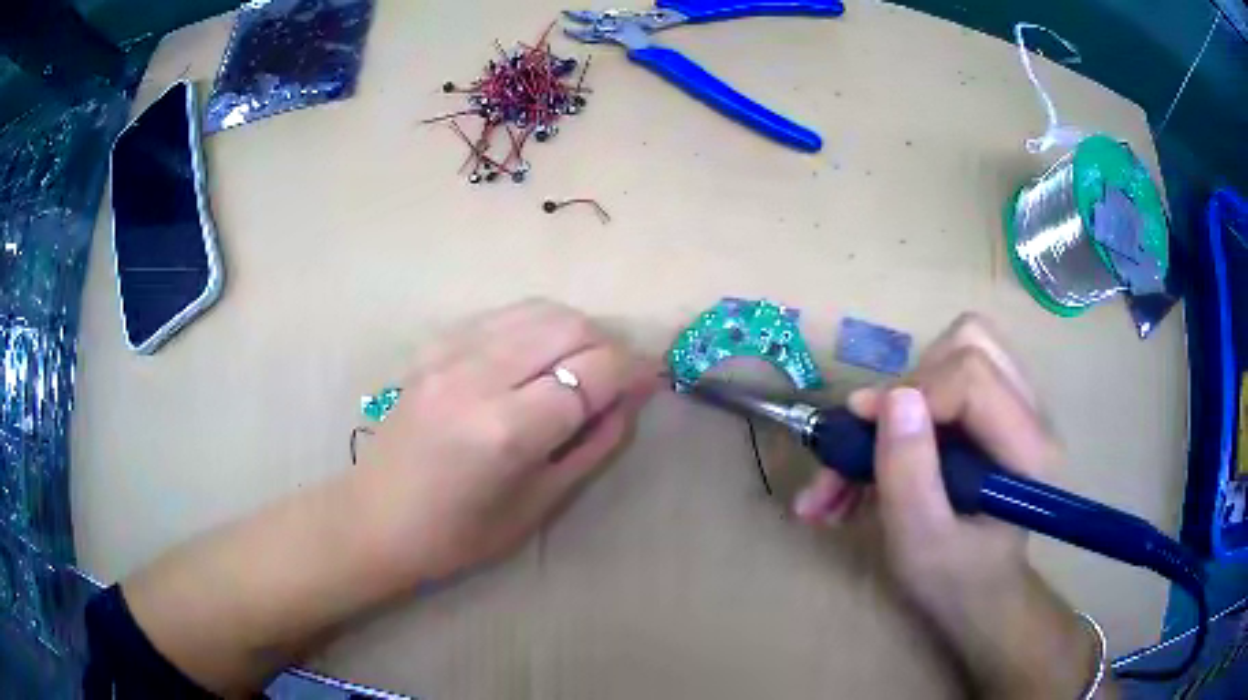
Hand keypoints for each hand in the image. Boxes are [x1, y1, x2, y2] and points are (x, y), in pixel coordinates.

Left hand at [356, 299, 659, 582]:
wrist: (374, 518)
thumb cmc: (458, 534)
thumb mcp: (539, 504)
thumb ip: (593, 445)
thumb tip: (631, 399)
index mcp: (506, 429)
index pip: (594, 372)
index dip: (635, 370)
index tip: (653, 379)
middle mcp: (478, 375)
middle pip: (570, 325)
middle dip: (608, 345)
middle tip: (615, 378)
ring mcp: (449, 352)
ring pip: (538, 309)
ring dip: (574, 330)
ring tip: (579, 366)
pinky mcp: (433, 345)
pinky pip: (503, 316)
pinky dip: (535, 328)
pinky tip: (534, 358)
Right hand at [793, 315, 1106, 697]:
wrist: (978, 595)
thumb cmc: (952, 580)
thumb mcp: (919, 542)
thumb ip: (907, 473)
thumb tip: (890, 397)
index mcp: (1026, 449)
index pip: (971, 375)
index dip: (912, 393)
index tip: (860, 431)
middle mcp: (1031, 413)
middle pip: (969, 344)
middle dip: (908, 387)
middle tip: (872, 440)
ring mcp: (1017, 406)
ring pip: (961, 347)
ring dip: (909, 390)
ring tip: (878, 445)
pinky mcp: (997, 409)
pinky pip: (953, 371)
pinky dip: (913, 399)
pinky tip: (887, 445)